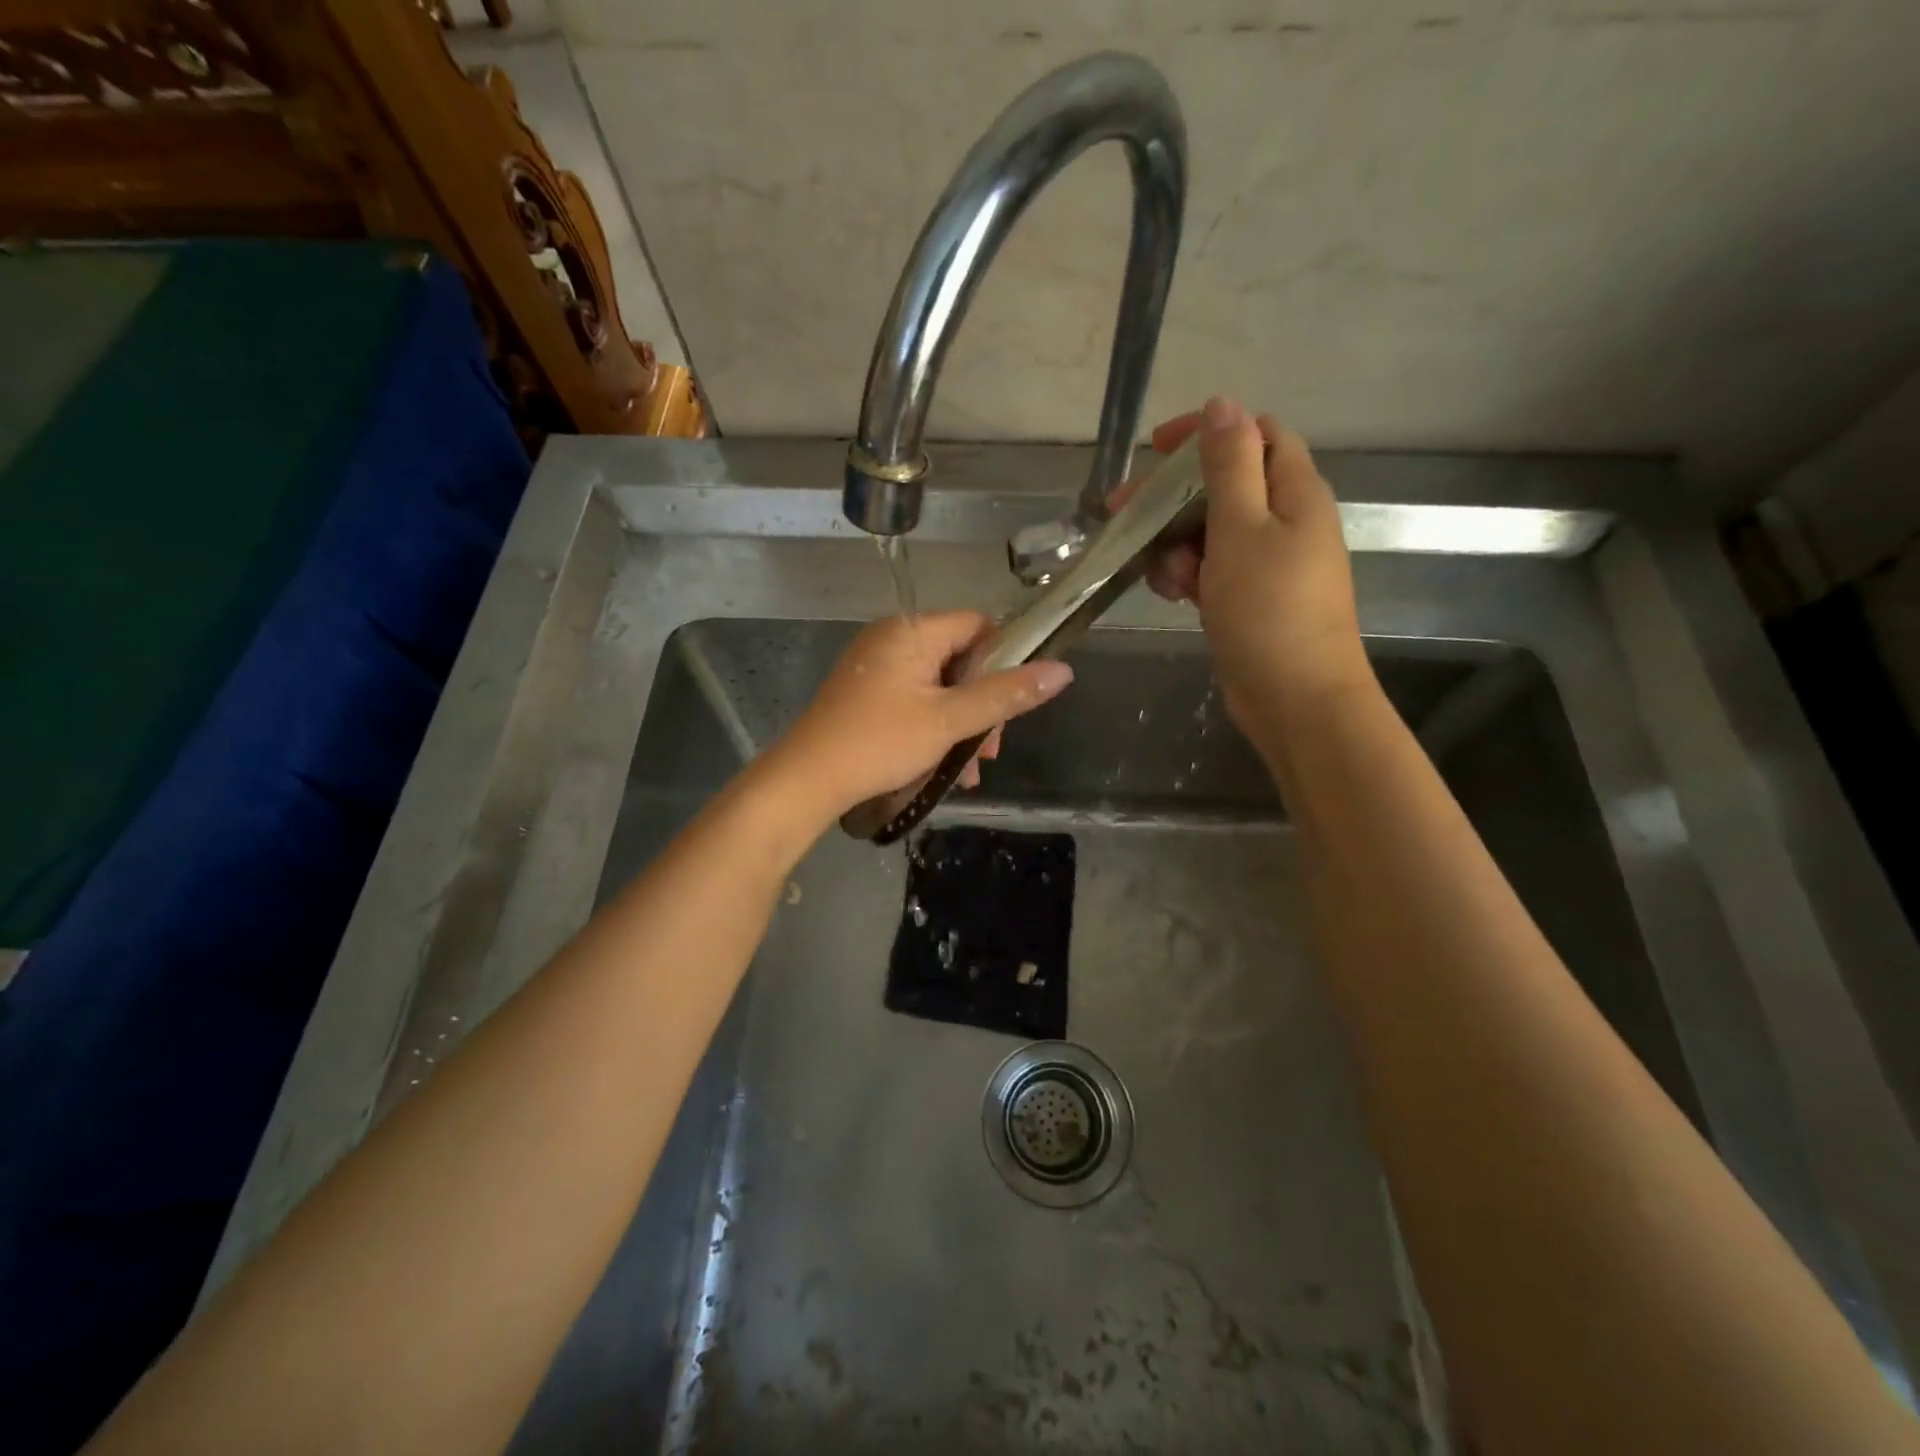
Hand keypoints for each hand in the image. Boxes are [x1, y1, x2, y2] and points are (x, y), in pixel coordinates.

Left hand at [767, 611, 1073, 821]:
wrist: (807, 779)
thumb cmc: (880, 742)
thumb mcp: (949, 720)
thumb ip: (1005, 695)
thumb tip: (1063, 670)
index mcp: (912, 631)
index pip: (978, 625)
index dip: (1004, 659)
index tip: (1012, 702)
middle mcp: (892, 638)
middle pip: (960, 659)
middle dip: (982, 706)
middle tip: (989, 751)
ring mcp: (875, 665)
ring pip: (938, 686)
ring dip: (960, 725)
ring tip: (967, 771)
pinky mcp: (865, 692)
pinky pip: (914, 699)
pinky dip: (933, 727)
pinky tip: (942, 767)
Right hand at [1140, 397, 1371, 735]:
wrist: (1296, 699)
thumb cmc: (1270, 610)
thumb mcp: (1242, 528)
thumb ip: (1229, 464)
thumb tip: (1222, 404)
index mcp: (1295, 491)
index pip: (1255, 434)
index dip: (1207, 433)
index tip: (1156, 450)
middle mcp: (1286, 519)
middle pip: (1224, 485)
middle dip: (1174, 498)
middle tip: (1125, 513)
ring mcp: (1268, 562)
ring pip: (1210, 531)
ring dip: (1177, 544)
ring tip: (1167, 577)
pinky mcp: (1250, 597)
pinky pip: (1212, 568)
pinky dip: (1189, 575)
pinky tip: (1177, 597)